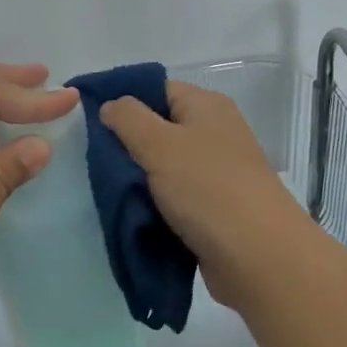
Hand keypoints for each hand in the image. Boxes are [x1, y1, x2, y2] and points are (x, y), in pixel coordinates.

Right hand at [100, 81, 316, 309]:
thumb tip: (110, 105)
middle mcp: (215, 133)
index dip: (123, 102)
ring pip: (165, 167)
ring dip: (139, 180)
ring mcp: (217, 172)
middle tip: (92, 161)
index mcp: (206, 106)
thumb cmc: (207, 188)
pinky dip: (155, 205)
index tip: (88, 123)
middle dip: (127, 145)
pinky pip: (175, 198)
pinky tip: (131, 214)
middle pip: (160, 129)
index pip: (156, 90)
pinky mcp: (215, 208)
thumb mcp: (159, 143)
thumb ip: (128, 118)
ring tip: (105, 190)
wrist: (258, 257)